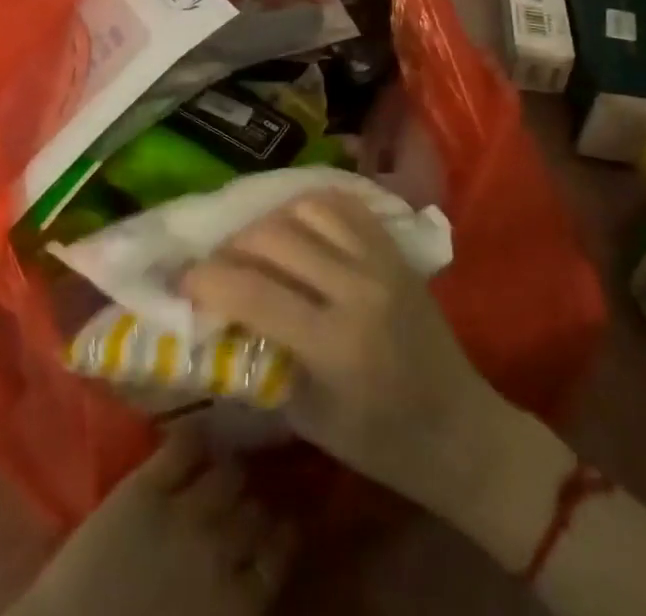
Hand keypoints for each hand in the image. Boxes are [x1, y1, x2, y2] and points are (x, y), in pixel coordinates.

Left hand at [9, 429, 293, 615]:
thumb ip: (234, 607)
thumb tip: (252, 583)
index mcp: (239, 605)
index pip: (280, 553)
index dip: (282, 533)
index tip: (282, 521)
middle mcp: (222, 549)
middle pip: (256, 509)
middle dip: (256, 501)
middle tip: (251, 495)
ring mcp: (184, 511)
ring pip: (228, 473)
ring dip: (230, 470)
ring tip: (227, 464)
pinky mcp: (146, 485)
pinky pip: (184, 446)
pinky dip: (196, 437)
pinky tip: (198, 435)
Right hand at [180, 191, 563, 564]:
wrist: (462, 429)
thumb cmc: (381, 442)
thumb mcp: (308, 416)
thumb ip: (262, 359)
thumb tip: (216, 319)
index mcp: (335, 343)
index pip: (254, 292)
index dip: (208, 280)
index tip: (183, 279)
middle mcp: (357, 289)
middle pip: (275, 237)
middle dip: (232, 246)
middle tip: (215, 264)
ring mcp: (380, 261)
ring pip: (306, 208)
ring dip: (270, 221)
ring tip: (255, 243)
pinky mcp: (394, 248)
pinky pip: (343, 204)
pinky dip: (309, 206)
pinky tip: (295, 224)